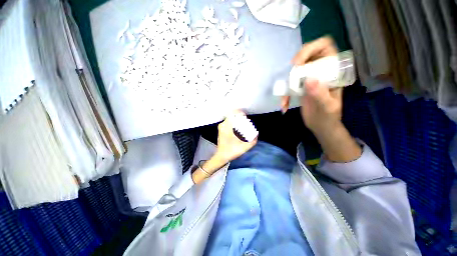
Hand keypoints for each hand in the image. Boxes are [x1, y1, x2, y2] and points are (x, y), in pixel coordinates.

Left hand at [215, 111, 257, 162]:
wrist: (221, 156)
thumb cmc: (231, 151)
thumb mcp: (244, 147)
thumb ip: (252, 141)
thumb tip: (256, 135)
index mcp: (226, 127)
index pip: (233, 114)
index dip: (240, 113)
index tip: (245, 117)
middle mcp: (223, 125)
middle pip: (232, 115)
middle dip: (239, 117)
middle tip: (246, 121)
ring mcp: (221, 127)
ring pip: (230, 118)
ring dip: (236, 119)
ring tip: (243, 124)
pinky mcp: (221, 129)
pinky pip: (228, 122)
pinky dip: (234, 122)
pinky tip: (238, 127)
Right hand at [281, 36, 340, 132]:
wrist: (320, 125)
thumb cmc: (328, 117)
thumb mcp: (327, 107)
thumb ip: (320, 94)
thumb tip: (309, 80)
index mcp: (332, 71)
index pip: (326, 47)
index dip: (312, 48)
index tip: (299, 62)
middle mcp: (320, 72)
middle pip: (307, 55)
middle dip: (297, 64)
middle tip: (291, 76)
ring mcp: (309, 79)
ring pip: (295, 70)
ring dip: (287, 83)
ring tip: (285, 100)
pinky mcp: (300, 87)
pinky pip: (289, 84)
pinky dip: (284, 95)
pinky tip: (284, 106)